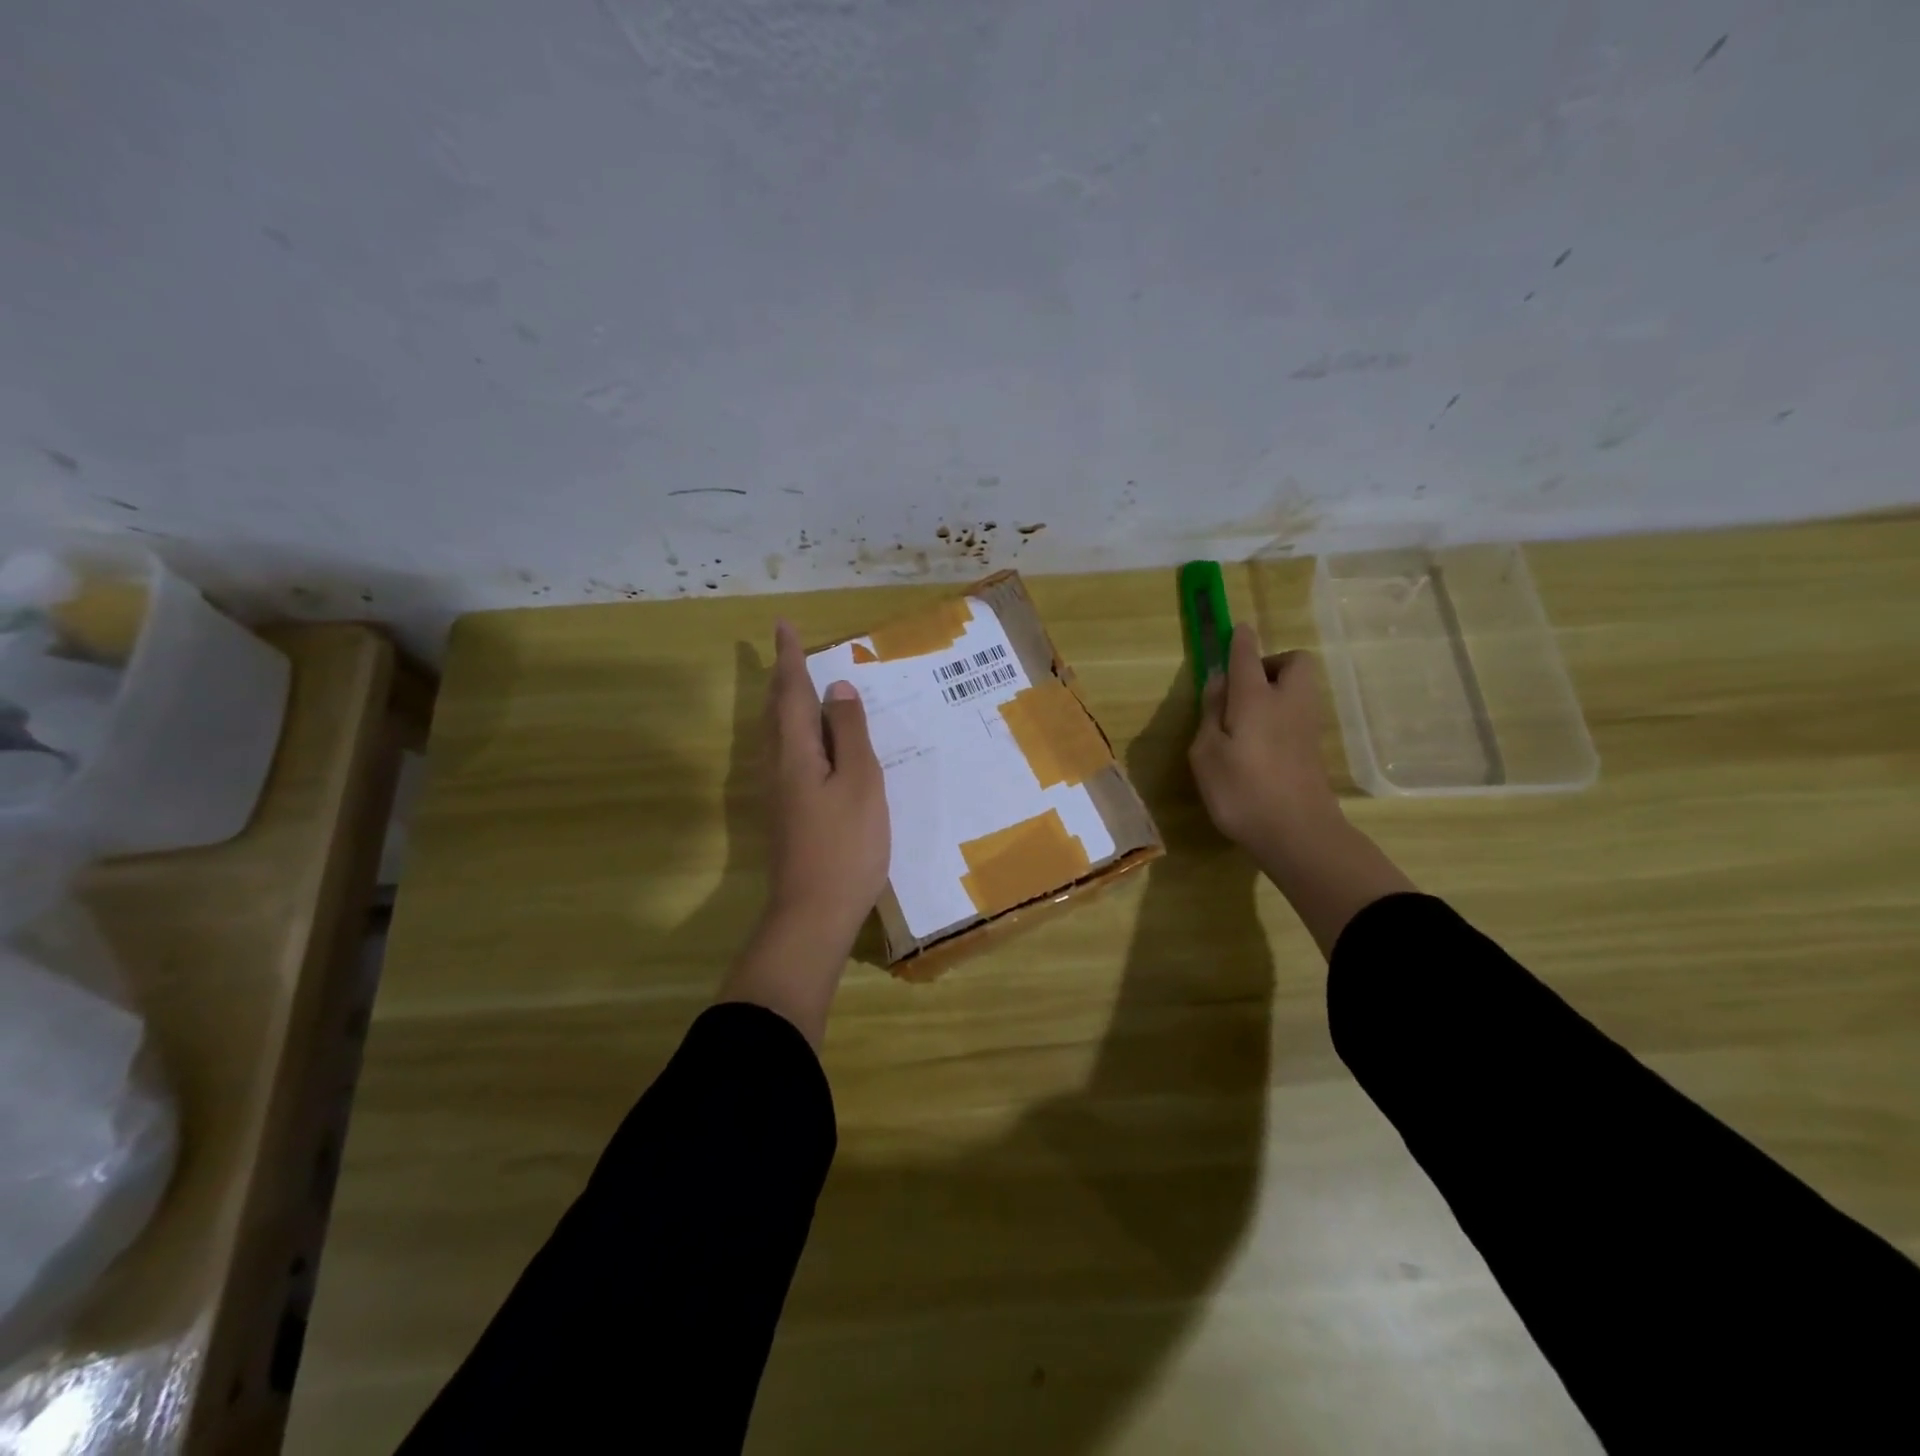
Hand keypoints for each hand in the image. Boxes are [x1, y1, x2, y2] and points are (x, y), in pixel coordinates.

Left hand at [761, 619, 889, 950]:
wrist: (814, 912)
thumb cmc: (845, 845)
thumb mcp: (860, 782)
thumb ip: (851, 734)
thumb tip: (838, 689)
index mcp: (795, 751)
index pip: (792, 692)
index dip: (790, 658)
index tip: (783, 626)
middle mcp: (777, 764)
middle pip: (777, 710)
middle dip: (783, 678)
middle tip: (790, 651)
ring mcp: (777, 791)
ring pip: (777, 733)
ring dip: (786, 703)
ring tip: (800, 686)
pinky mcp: (785, 811)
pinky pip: (786, 753)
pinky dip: (796, 731)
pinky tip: (811, 742)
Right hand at [1188, 626, 1339, 858]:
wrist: (1299, 835)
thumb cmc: (1242, 792)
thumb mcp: (1207, 754)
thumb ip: (1211, 713)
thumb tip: (1220, 682)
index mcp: (1256, 698)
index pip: (1247, 655)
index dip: (1239, 639)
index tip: (1234, 630)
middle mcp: (1288, 702)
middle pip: (1294, 662)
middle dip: (1271, 663)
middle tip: (1242, 689)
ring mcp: (1307, 725)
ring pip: (1299, 687)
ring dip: (1277, 688)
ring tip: (1246, 718)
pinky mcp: (1314, 748)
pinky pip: (1298, 712)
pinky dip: (1282, 713)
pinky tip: (1260, 742)